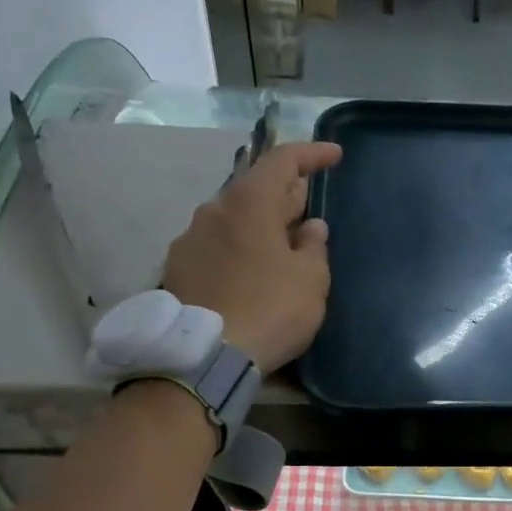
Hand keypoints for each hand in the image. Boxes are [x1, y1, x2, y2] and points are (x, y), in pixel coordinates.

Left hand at [161, 141, 339, 373]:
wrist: (204, 356)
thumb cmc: (270, 310)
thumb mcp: (310, 281)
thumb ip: (314, 247)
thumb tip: (310, 227)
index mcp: (250, 203)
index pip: (283, 161)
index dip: (311, 154)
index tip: (334, 155)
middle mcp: (214, 210)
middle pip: (256, 189)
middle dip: (286, 196)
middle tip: (309, 211)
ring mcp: (190, 239)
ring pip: (233, 219)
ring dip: (259, 225)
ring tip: (279, 248)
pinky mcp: (177, 268)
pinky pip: (216, 246)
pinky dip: (238, 249)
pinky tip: (250, 272)